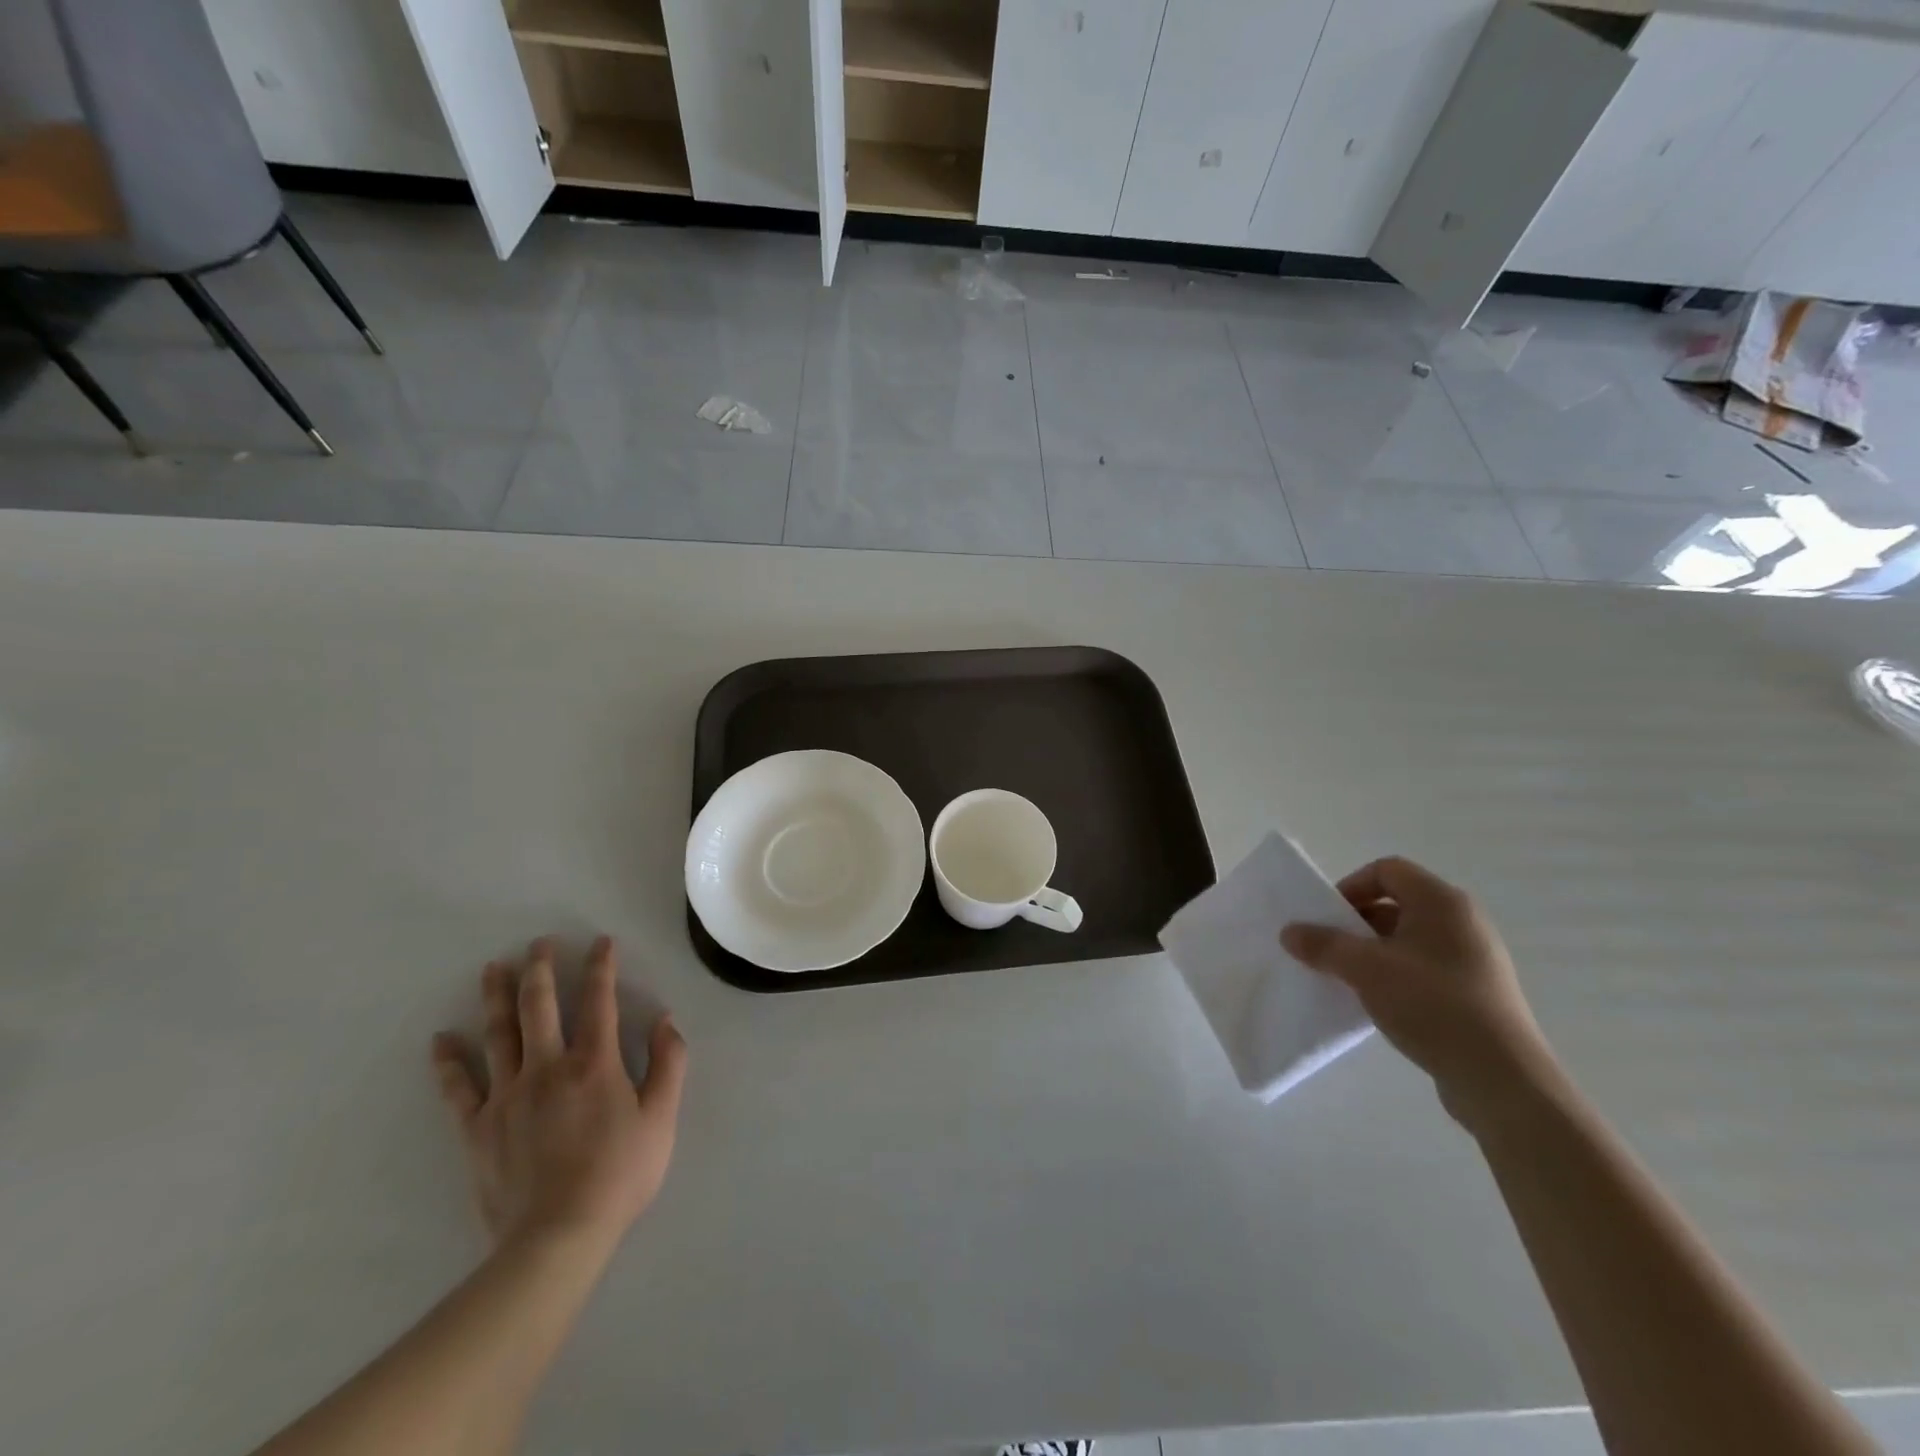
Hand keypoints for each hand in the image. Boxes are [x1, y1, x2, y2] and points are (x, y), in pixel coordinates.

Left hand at [431, 937, 688, 1251]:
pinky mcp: (478, 1128)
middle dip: (540, 969)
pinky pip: (459, 1088)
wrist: (557, 1237)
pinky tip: (441, 1039)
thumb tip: (665, 1020)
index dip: (601, 967)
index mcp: (594, 1063)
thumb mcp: (662, 1118)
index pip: (599, 1001)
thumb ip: (668, 1063)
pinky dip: (448, 1062)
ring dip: (495, 997)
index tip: (600, 942)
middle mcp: (547, 1067)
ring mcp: (507, 1096)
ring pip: (498, 1034)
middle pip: (539, 1006)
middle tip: (538, 944)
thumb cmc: (619, 1174)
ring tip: (492, 968)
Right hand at [1280, 857, 1555, 1130]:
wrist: (1501, 1078)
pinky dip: (1396, 976)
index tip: (1328, 918)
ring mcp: (1474, 959)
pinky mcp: (1477, 993)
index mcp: (1442, 902)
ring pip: (1409, 940)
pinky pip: (1425, 969)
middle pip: (1397, 904)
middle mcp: (1463, 921)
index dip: (1351, 887)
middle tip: (1330, 949)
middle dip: (1357, 923)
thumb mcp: (1365, 969)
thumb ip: (1323, 945)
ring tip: (1349, 979)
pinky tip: (1380, 1004)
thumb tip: (1289, 932)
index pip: (1387, 870)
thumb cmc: (1432, 1004)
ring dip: (1373, 953)